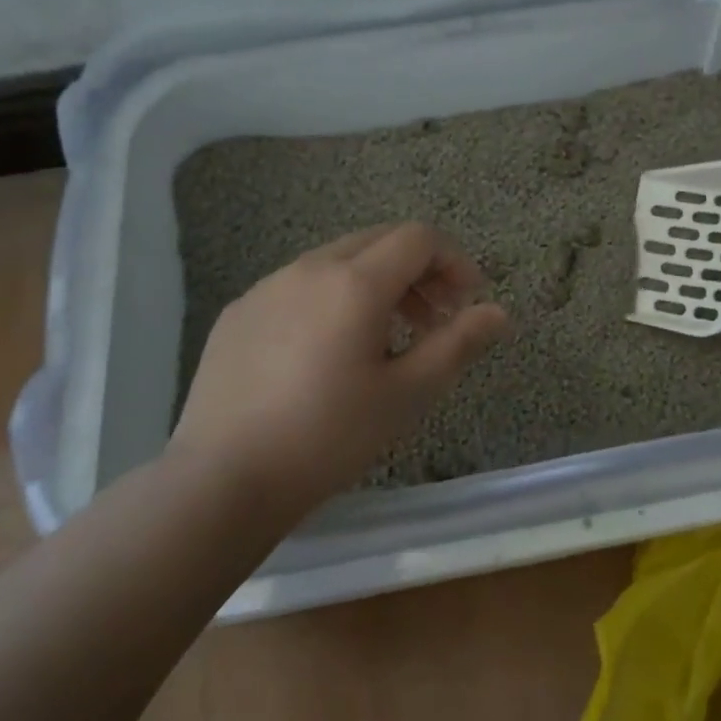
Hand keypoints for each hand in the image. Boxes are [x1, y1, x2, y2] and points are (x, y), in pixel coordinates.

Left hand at [170, 222, 509, 514]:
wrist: (220, 482)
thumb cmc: (328, 436)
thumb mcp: (408, 394)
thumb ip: (459, 343)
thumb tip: (499, 312)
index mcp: (355, 282)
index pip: (419, 238)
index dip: (454, 261)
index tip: (467, 302)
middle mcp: (310, 268)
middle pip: (380, 241)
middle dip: (419, 270)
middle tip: (436, 317)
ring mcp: (268, 287)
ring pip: (339, 260)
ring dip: (378, 284)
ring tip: (387, 338)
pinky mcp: (238, 312)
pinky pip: (300, 285)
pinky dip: (333, 298)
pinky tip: (328, 353)